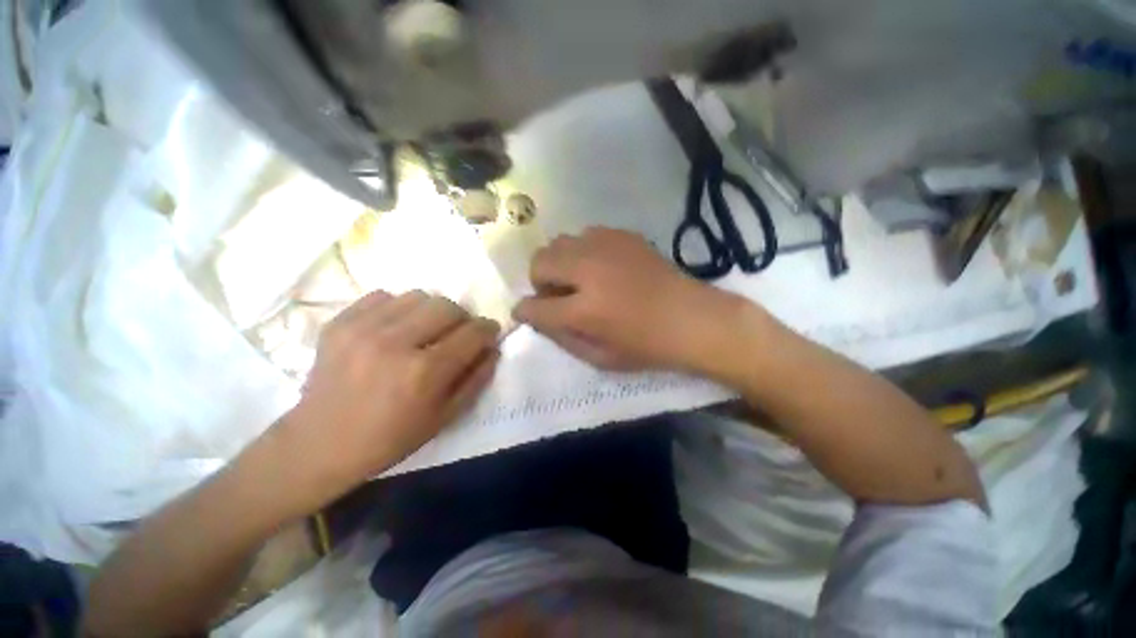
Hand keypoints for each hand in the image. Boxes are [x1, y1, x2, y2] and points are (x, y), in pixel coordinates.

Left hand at [281, 290, 500, 503]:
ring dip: (431, 312)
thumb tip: (493, 348)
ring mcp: (363, 328)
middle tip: (456, 334)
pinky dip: (398, 308)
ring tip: (423, 331)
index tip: (489, 333)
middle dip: (462, 318)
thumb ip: (477, 378)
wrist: (319, 444)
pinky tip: (393, 329)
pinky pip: (384, 296)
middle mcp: (396, 342)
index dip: (488, 329)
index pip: (473, 332)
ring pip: (419, 295)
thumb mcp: (445, 417)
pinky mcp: (340, 322)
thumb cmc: (390, 438)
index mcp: (425, 372)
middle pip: (448, 306)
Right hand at [513, 227, 744, 372]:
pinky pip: (585, 236)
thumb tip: (537, 315)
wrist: (692, 317)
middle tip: (559, 295)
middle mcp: (589, 270)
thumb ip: (561, 337)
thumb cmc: (647, 346)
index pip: (535, 307)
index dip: (525, 311)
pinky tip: (601, 268)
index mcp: (585, 309)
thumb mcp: (600, 357)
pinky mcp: (622, 235)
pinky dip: (582, 252)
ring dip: (560, 263)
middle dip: (540, 280)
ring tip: (579, 280)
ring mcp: (606, 247)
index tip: (527, 313)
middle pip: (540, 261)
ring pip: (559, 243)